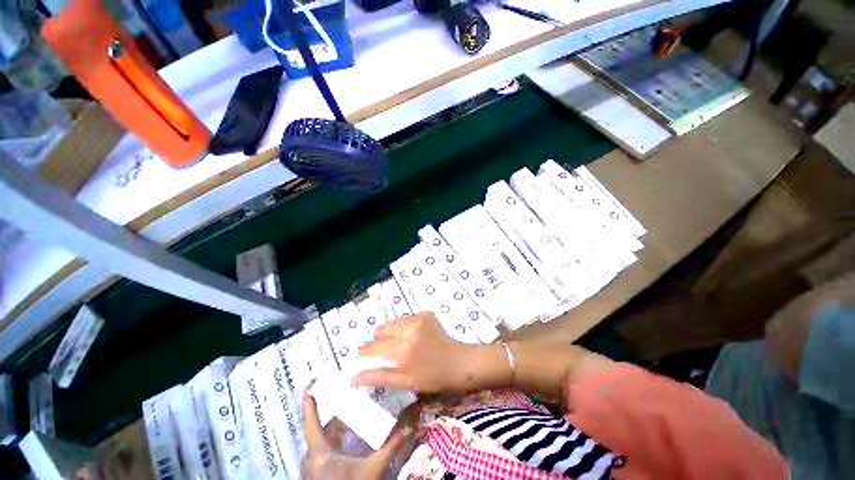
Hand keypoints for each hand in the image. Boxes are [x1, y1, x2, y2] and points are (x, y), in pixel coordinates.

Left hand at [302, 388, 406, 479]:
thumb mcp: (371, 469)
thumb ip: (388, 448)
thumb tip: (407, 428)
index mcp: (319, 451)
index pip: (310, 423)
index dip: (308, 404)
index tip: (308, 386)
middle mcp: (311, 456)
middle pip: (320, 429)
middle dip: (333, 414)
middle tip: (346, 396)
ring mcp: (312, 466)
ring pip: (321, 440)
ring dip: (334, 427)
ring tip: (349, 412)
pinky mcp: (316, 472)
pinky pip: (323, 450)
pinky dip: (333, 440)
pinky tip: (347, 437)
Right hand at [352, 312, 474, 392]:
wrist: (459, 362)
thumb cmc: (432, 378)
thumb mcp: (405, 382)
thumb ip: (379, 377)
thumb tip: (353, 378)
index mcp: (403, 349)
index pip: (374, 347)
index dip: (365, 353)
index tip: (361, 357)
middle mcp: (409, 329)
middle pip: (383, 331)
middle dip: (379, 341)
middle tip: (385, 353)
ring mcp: (418, 319)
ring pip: (394, 323)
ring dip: (391, 332)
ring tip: (398, 344)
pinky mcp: (425, 314)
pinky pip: (407, 319)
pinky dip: (404, 327)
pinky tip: (412, 337)